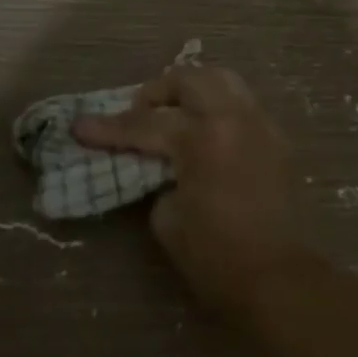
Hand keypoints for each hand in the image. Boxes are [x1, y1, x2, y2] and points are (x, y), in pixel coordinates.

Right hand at [73, 65, 306, 315]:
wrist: (277, 277)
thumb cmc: (216, 256)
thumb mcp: (167, 219)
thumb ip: (158, 178)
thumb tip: (160, 165)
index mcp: (203, 138)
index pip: (145, 125)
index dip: (109, 129)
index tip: (81, 127)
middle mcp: (234, 118)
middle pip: (189, 79)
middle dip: (157, 92)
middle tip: (138, 113)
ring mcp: (260, 123)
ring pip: (223, 79)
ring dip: (193, 89)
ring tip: (173, 111)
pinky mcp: (276, 138)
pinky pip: (242, 103)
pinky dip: (218, 106)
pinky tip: (205, 130)